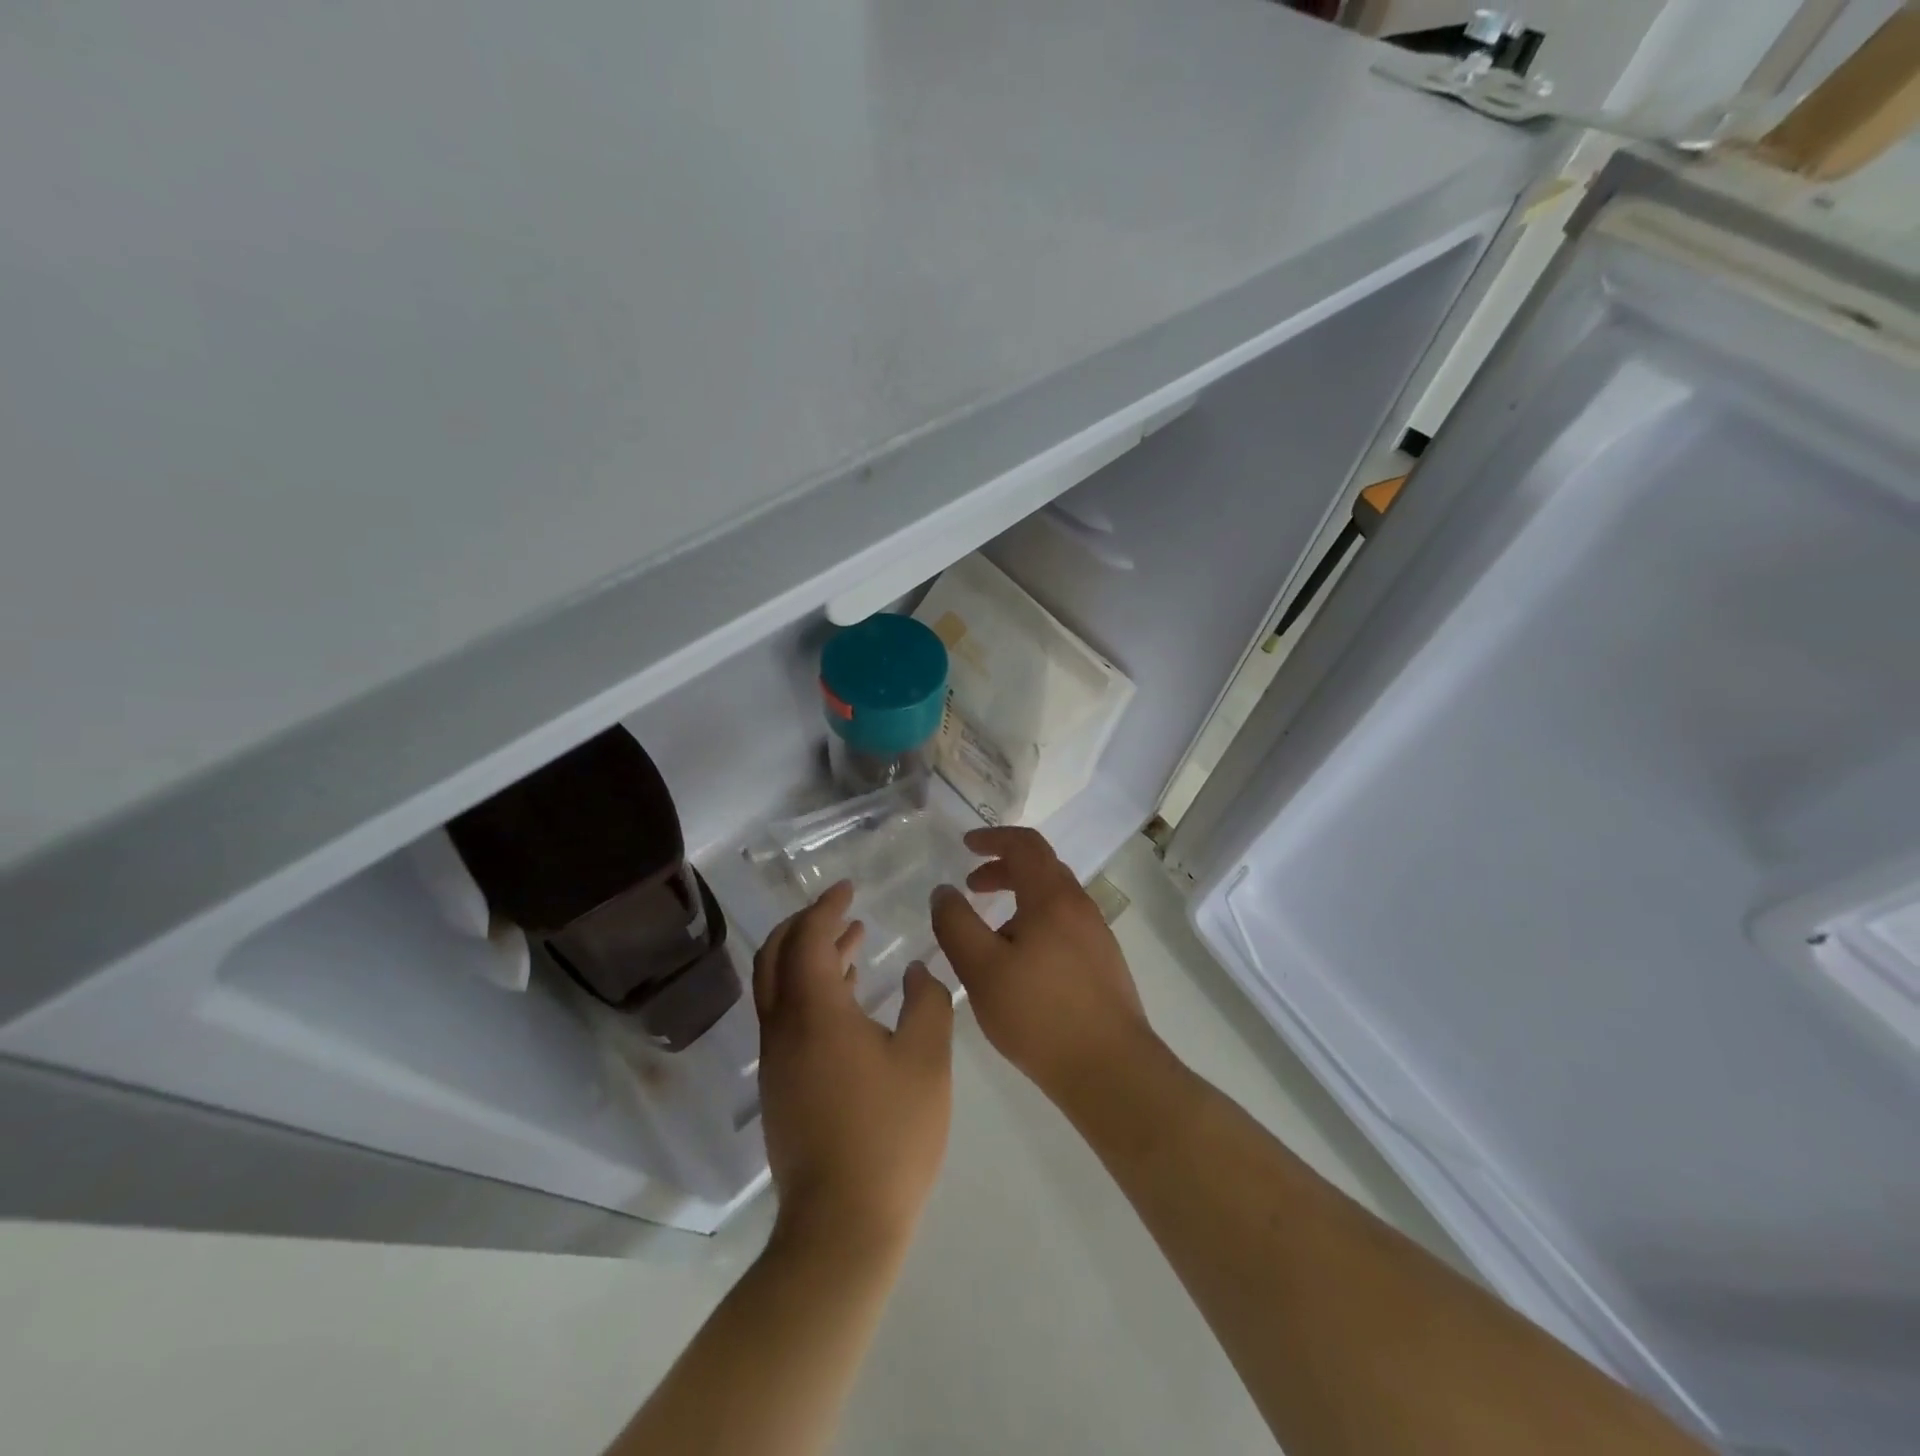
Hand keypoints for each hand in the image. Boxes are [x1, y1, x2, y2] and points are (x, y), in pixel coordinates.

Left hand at [754, 881, 954, 1254]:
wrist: (842, 1225)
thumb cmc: (890, 1134)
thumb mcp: (926, 1059)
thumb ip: (926, 1001)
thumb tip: (915, 968)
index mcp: (814, 1013)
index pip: (806, 938)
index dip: (825, 907)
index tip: (848, 889)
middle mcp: (783, 1028)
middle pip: (776, 956)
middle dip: (804, 924)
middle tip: (840, 909)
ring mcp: (776, 1061)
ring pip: (779, 988)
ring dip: (808, 957)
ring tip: (851, 943)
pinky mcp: (780, 1088)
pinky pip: (786, 1018)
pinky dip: (808, 991)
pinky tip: (847, 999)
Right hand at [930, 827, 1154, 1104]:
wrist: (1111, 1070)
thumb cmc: (1039, 1015)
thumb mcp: (981, 969)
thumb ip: (956, 924)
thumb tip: (944, 891)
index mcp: (1052, 898)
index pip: (1025, 845)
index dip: (993, 838)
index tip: (965, 846)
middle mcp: (1080, 906)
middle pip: (1041, 868)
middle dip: (1003, 868)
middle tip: (971, 886)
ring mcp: (1097, 934)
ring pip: (1053, 898)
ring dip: (1019, 897)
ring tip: (990, 929)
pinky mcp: (1104, 962)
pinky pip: (1064, 923)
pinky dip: (1036, 920)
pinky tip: (1020, 960)